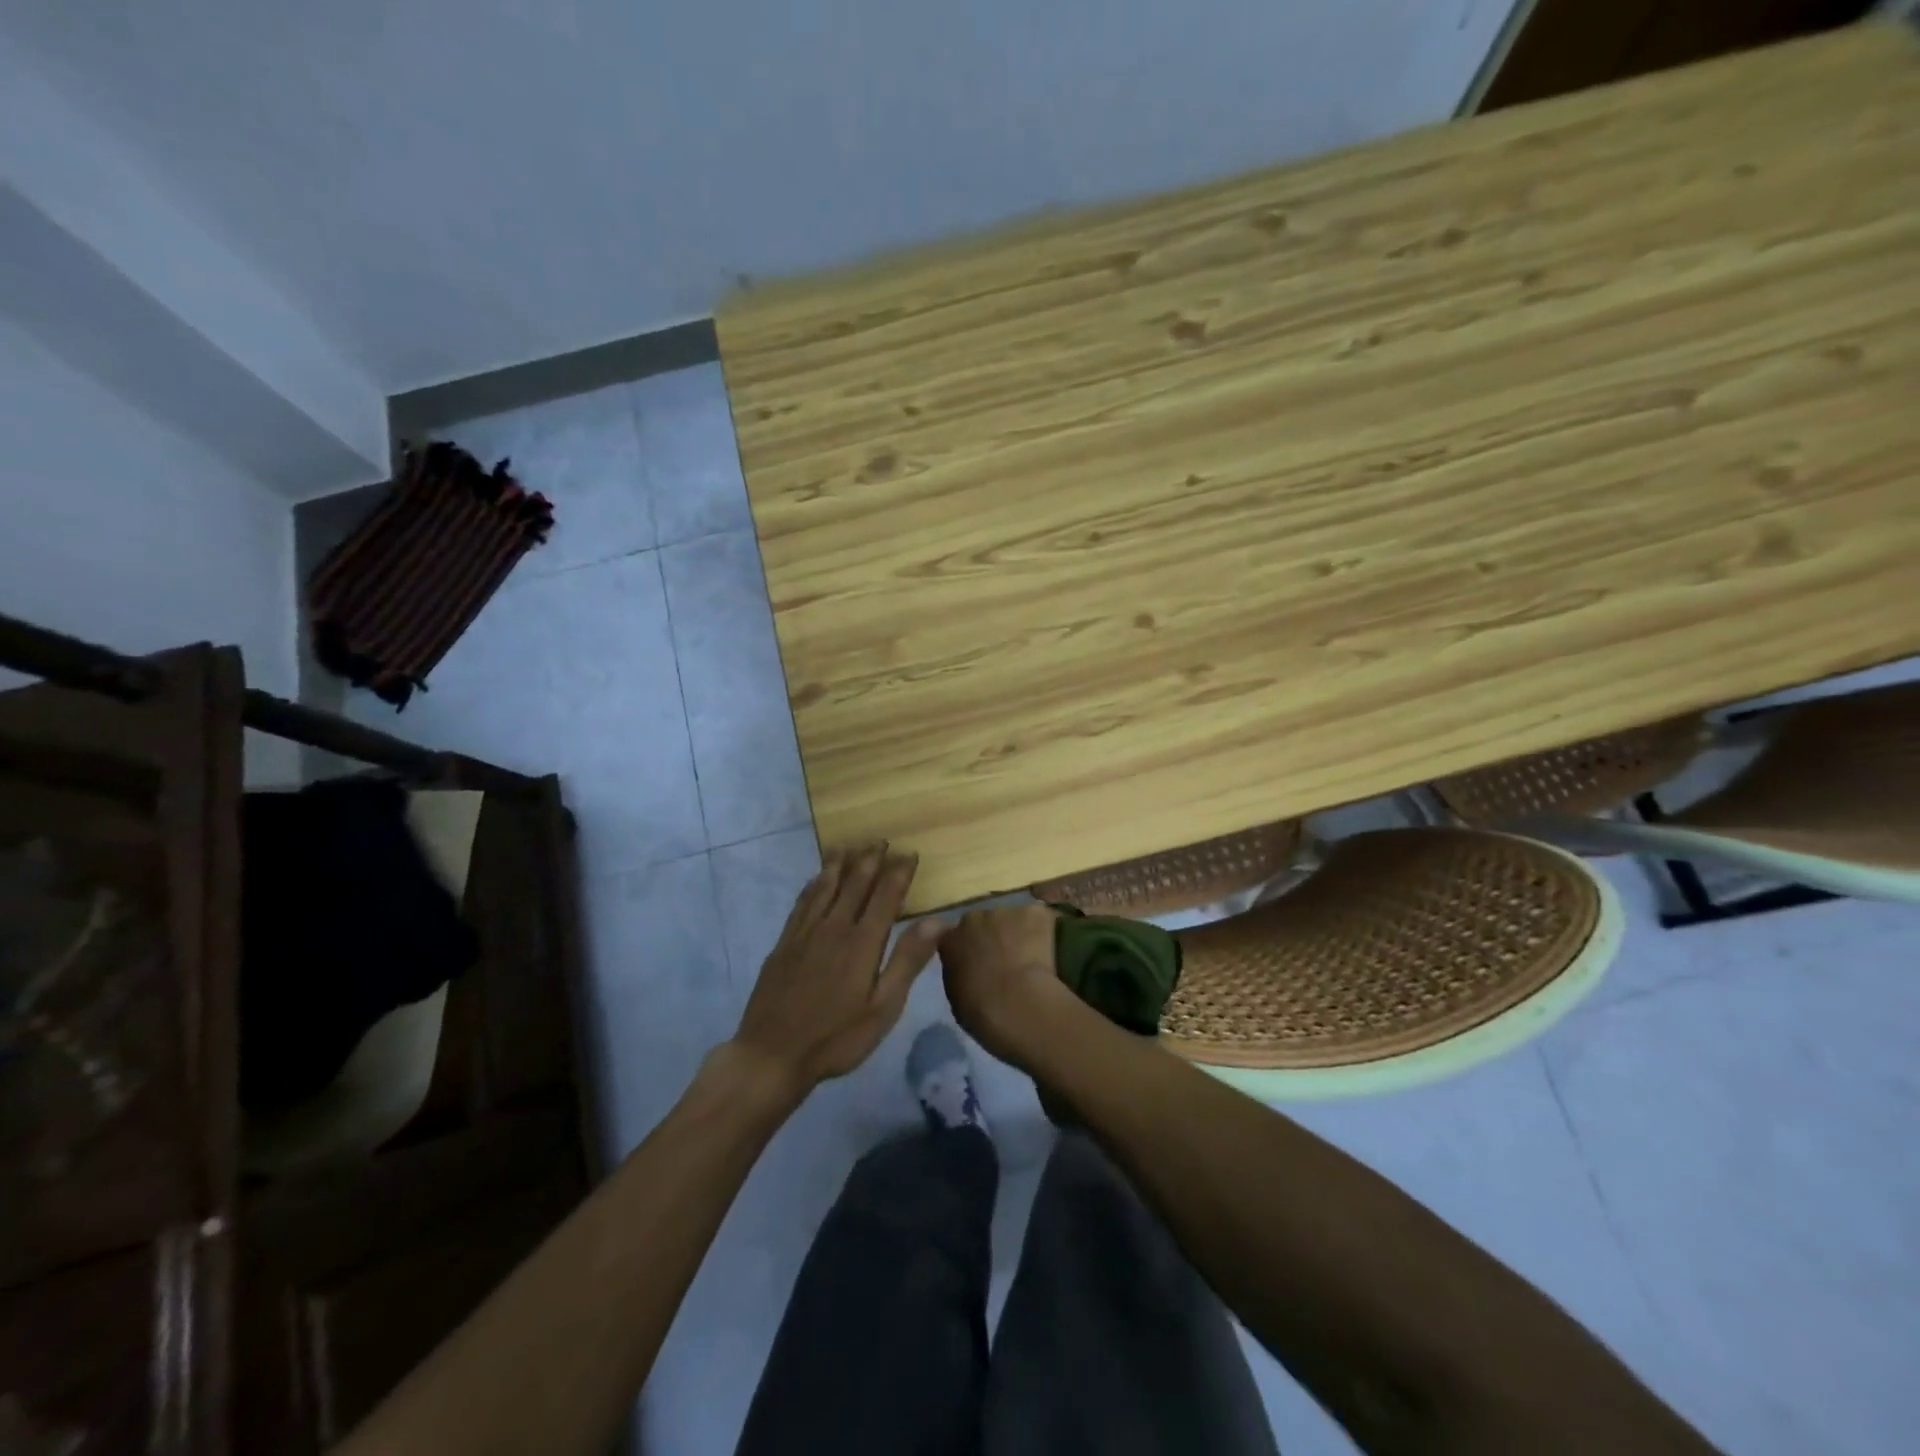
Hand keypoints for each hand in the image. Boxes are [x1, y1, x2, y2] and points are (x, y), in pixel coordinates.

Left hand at [731, 844, 941, 1097]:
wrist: (772, 1054)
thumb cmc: (836, 1037)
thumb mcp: (883, 1007)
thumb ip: (908, 960)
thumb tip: (938, 921)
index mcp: (862, 942)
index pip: (886, 895)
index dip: (899, 872)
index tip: (910, 853)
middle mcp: (834, 927)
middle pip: (855, 883)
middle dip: (870, 859)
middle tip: (881, 840)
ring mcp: (805, 932)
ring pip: (825, 886)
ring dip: (840, 863)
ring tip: (849, 846)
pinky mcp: (784, 942)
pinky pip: (802, 901)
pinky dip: (813, 884)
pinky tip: (816, 879)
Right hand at [938, 904, 1077, 1070]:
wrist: (1018, 1003)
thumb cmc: (983, 1012)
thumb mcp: (958, 1000)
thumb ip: (961, 976)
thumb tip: (970, 972)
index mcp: (951, 940)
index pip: (956, 937)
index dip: (970, 948)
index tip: (980, 963)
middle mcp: (975, 919)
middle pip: (985, 922)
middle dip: (995, 936)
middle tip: (1008, 960)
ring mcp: (1006, 912)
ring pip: (1014, 919)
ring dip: (1020, 933)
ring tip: (1034, 957)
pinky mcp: (1035, 913)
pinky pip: (1041, 919)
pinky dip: (1046, 931)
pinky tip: (1052, 950)